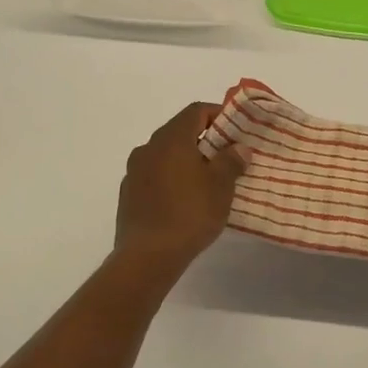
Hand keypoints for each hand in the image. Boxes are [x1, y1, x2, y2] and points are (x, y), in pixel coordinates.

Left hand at [114, 102, 244, 268]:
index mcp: (171, 139)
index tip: (236, 130)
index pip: (196, 111)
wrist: (147, 256)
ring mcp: (134, 171)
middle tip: (226, 156)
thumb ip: (231, 160)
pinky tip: (184, 201)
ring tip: (206, 181)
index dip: (218, 114)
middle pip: (179, 132)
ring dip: (186, 161)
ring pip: (165, 155)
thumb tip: (238, 147)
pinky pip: (154, 176)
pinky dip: (171, 179)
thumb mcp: (221, 186)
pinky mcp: (128, 195)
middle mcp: (148, 148)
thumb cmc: (190, 213)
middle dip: (204, 140)